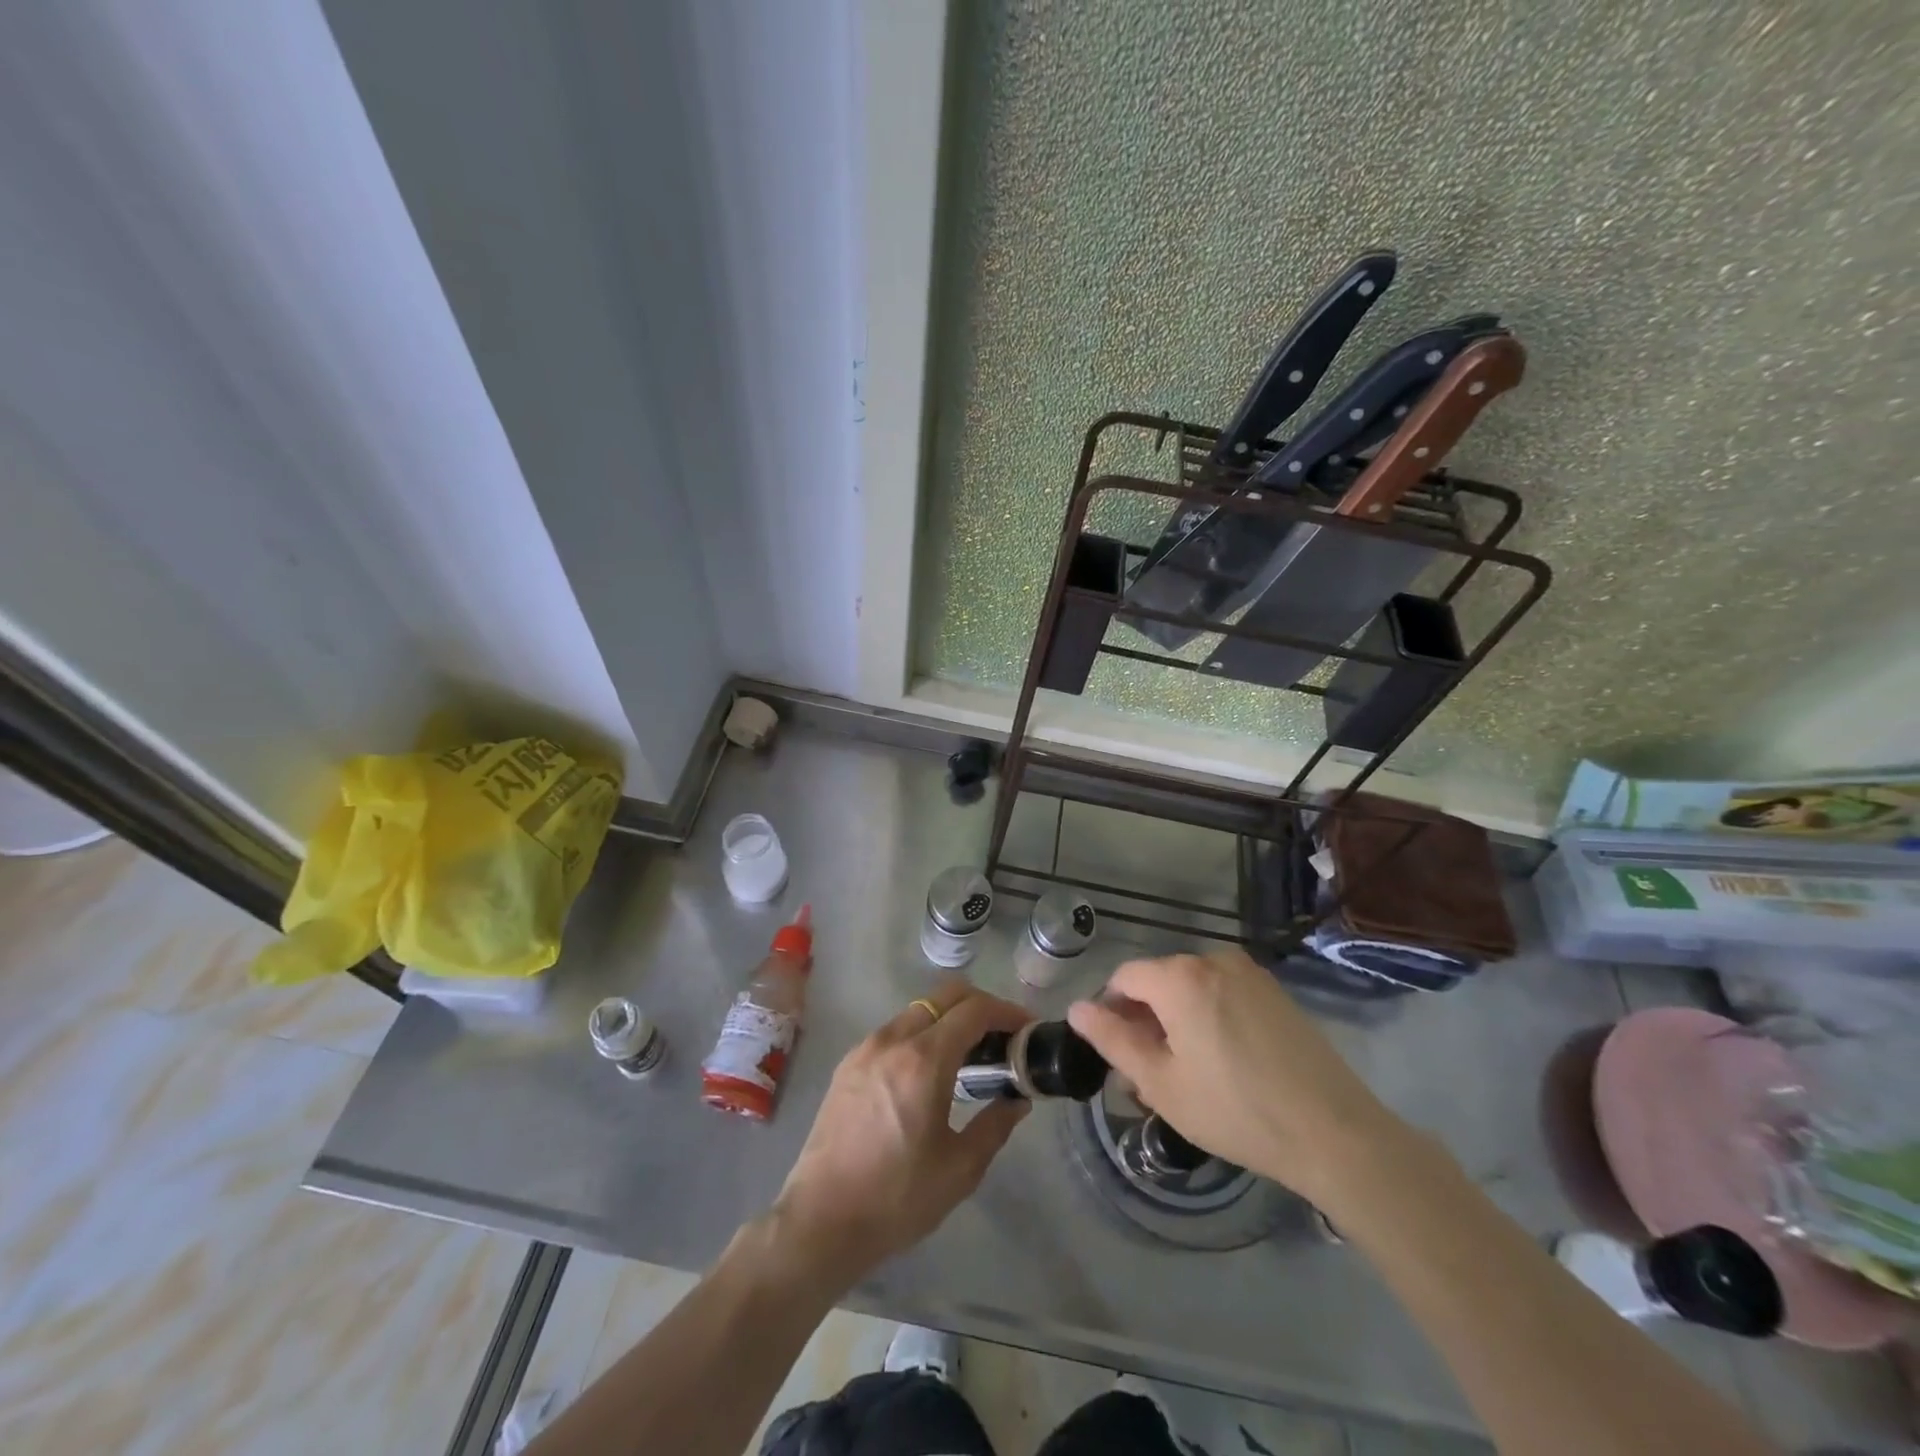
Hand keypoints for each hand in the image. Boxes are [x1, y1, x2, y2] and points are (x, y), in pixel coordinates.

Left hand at [770, 981, 1031, 1289]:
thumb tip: (1017, 1100)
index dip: (1006, 1012)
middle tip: (1002, 1036)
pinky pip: (895, 1031)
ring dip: (949, 1019)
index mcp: (923, 1060)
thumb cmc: (896, 1199)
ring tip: (969, 1055)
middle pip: (945, 996)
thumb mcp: (959, 1169)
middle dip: (980, 1006)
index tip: (1026, 1028)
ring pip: (918, 1010)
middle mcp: (893, 1040)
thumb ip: (995, 1126)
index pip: (974, 1010)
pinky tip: (930, 1071)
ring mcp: (866, 1048)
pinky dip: (921, 1034)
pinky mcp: (848, 1064)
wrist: (820, 1221)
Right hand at [1067, 950, 1399, 1202]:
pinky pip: (1223, 993)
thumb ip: (1112, 1040)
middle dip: (1145, 1018)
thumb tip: (1078, 1008)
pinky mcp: (1274, 991)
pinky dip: (1208, 1016)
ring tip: (1186, 1072)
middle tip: (1149, 1072)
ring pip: (1191, 988)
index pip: (1124, 977)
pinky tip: (1222, 1062)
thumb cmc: (1235, 1110)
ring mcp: (1249, 973)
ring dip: (1177, 1019)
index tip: (1117, 1054)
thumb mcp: (1160, 1083)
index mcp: (1180, 977)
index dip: (1111, 1012)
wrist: (1333, 1132)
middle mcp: (1213, 959)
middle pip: (1159, 980)